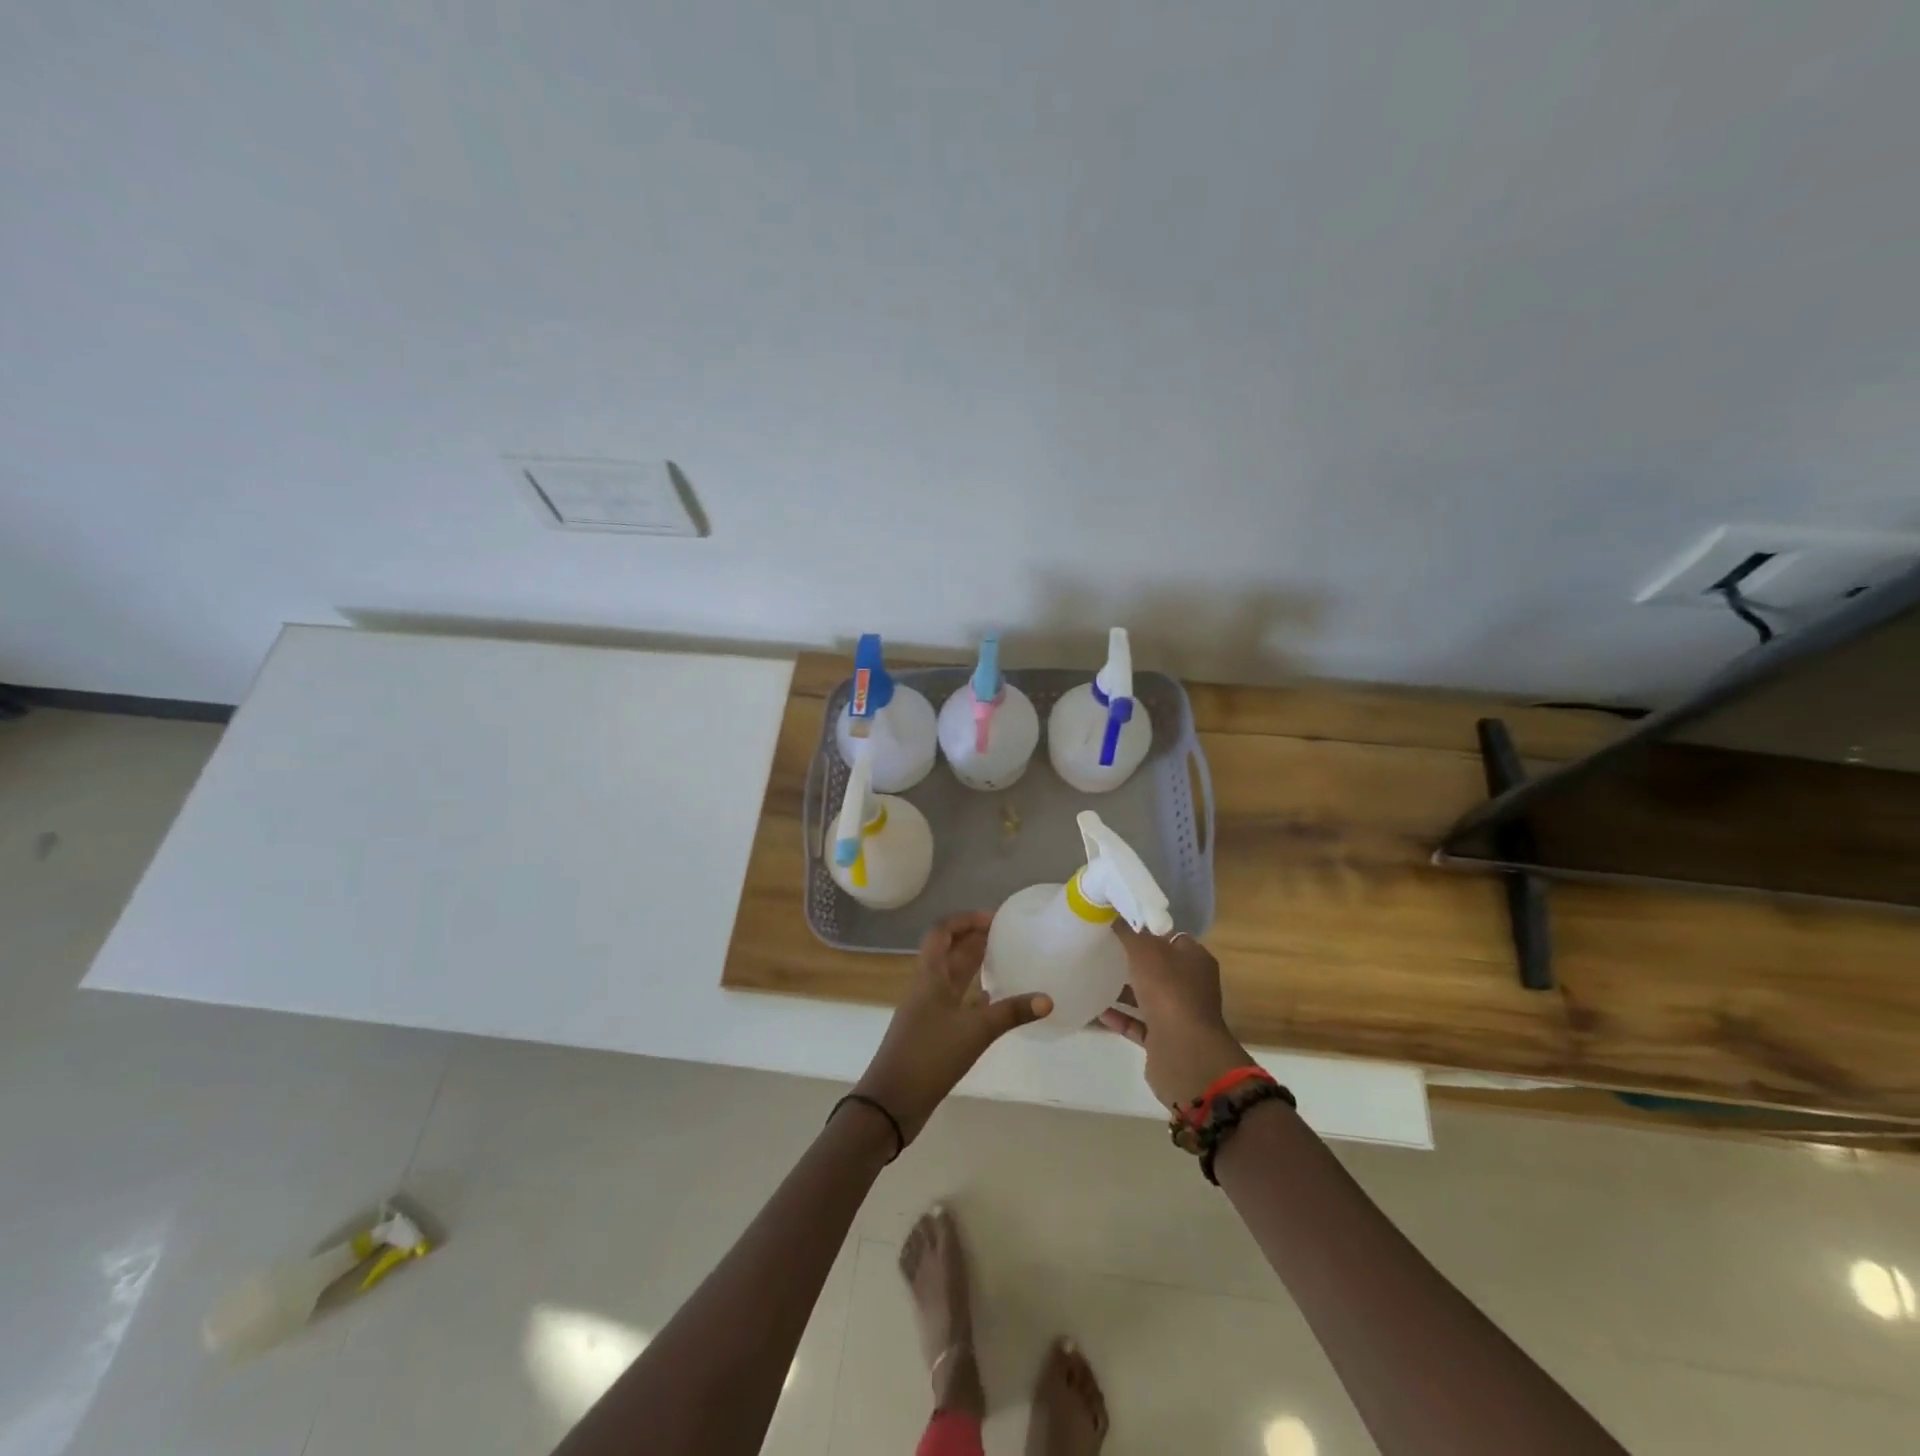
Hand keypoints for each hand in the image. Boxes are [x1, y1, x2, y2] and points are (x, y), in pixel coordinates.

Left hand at [853, 911, 1051, 1142]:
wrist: (891, 1101)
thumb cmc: (929, 1056)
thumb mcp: (975, 1031)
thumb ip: (1011, 1013)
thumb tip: (1048, 999)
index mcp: (930, 976)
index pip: (943, 932)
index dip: (966, 920)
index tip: (994, 918)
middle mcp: (926, 986)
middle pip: (949, 952)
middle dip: (974, 939)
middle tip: (1006, 935)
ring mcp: (927, 1010)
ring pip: (952, 977)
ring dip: (973, 965)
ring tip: (1003, 960)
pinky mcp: (931, 1032)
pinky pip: (954, 1002)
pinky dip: (972, 996)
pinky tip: (991, 1000)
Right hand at [1099, 924, 1254, 1108]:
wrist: (1183, 1052)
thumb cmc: (1168, 991)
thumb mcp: (1145, 950)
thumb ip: (1130, 931)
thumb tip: (1117, 913)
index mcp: (1195, 960)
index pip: (1171, 937)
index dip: (1147, 929)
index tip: (1120, 924)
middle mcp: (1191, 986)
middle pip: (1159, 967)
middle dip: (1133, 959)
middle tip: (1103, 947)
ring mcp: (1178, 1014)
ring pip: (1148, 996)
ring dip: (1124, 989)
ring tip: (1094, 976)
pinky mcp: (1164, 1039)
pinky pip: (1138, 1024)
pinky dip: (1119, 1017)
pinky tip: (1096, 1009)